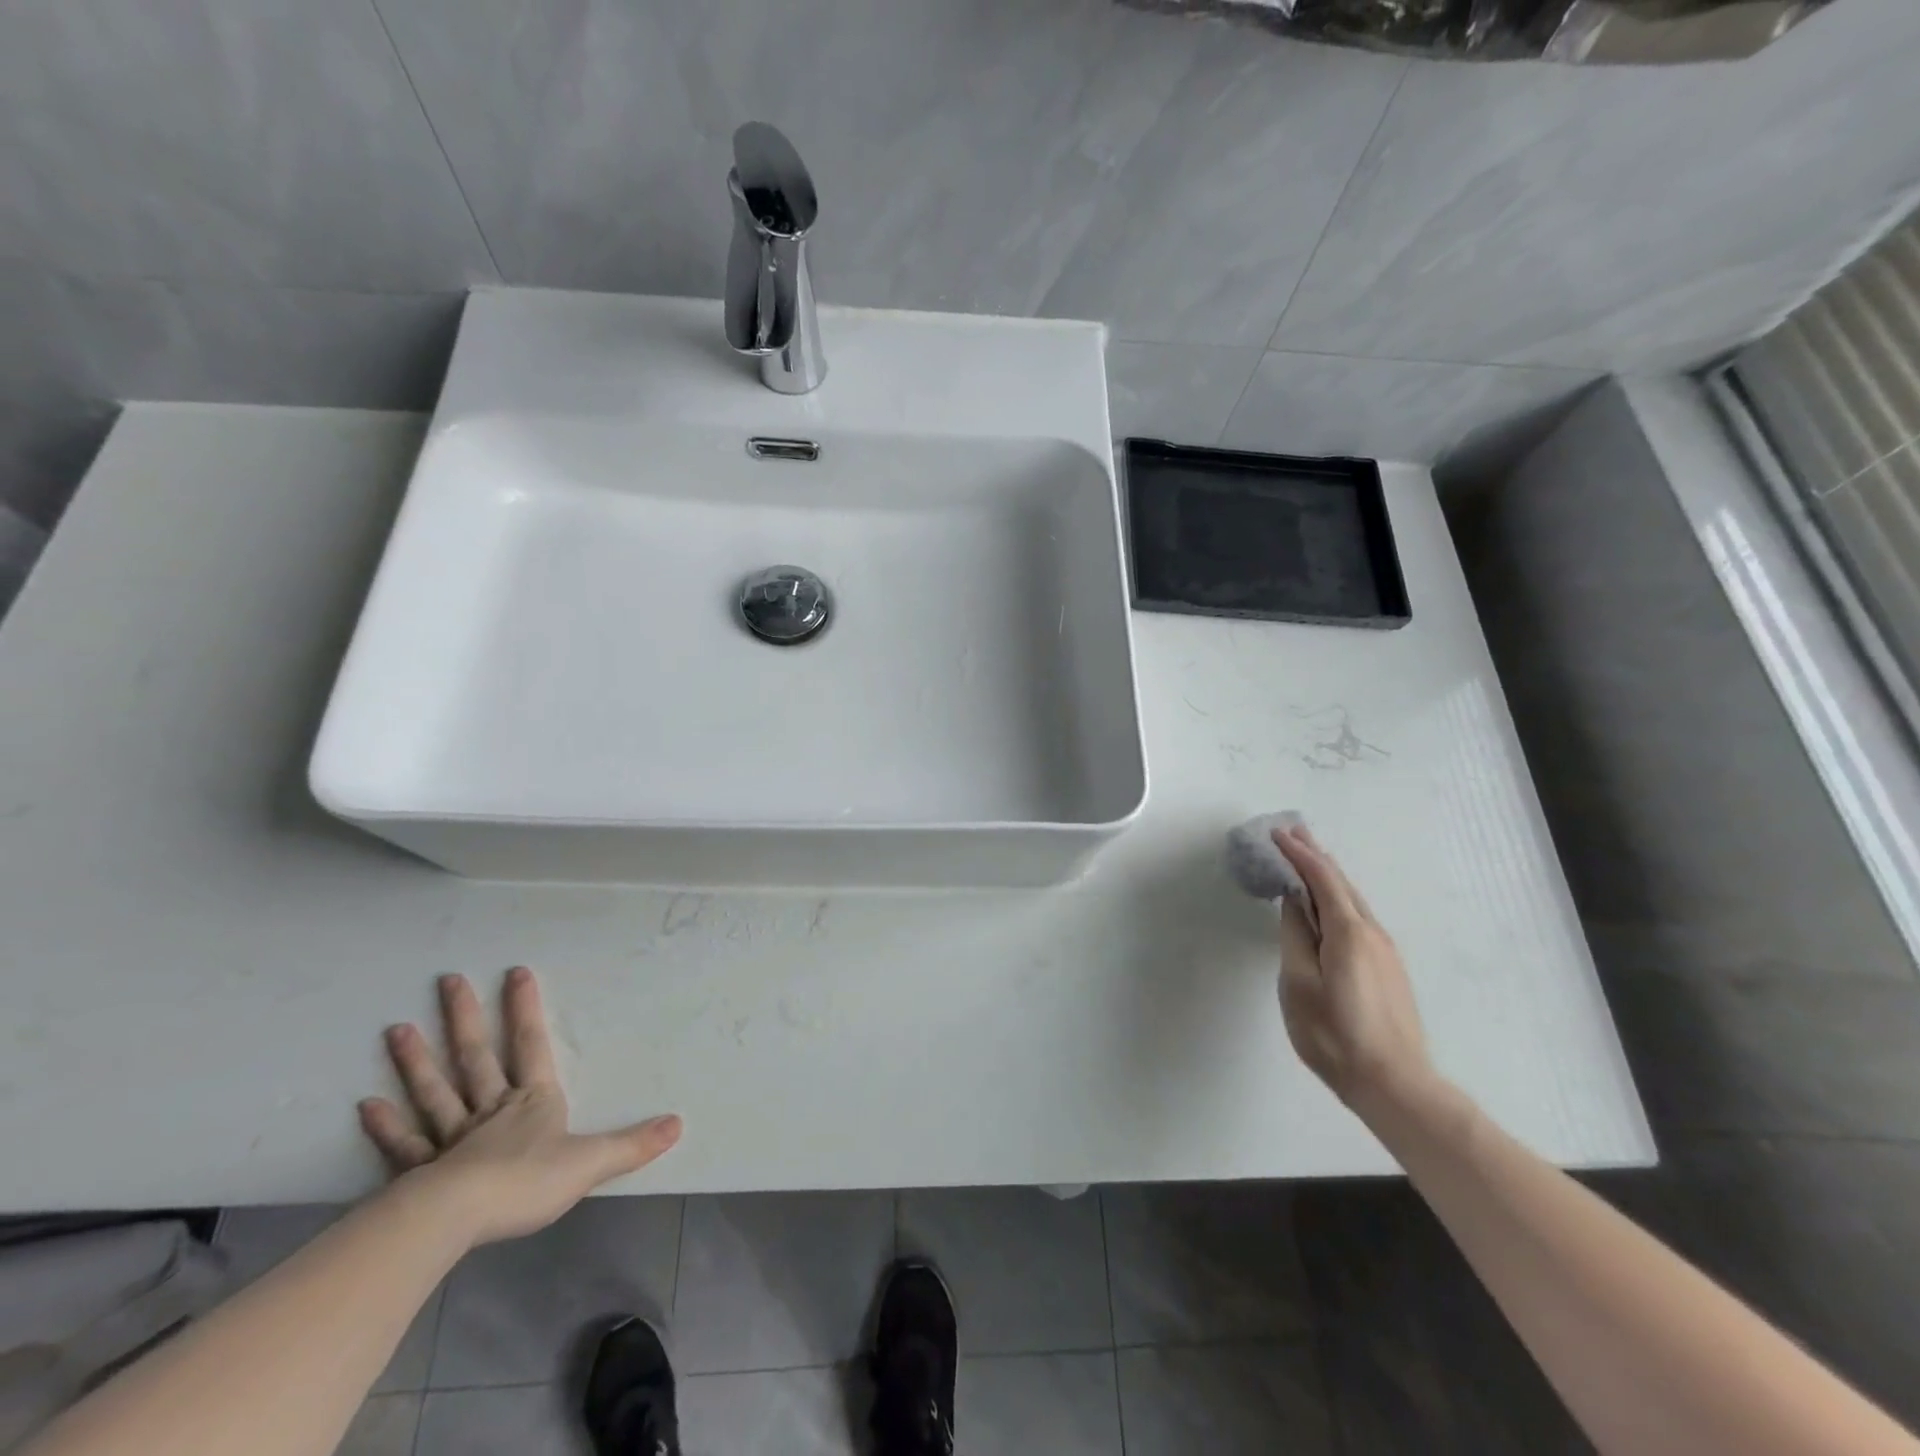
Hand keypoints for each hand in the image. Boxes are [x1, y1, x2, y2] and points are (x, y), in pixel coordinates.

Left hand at [359, 967, 681, 1247]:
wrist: (456, 1219)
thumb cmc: (526, 1182)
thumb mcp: (591, 1162)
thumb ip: (633, 1144)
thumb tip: (678, 1123)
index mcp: (531, 1103)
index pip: (530, 1046)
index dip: (524, 1009)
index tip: (515, 972)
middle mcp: (490, 1110)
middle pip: (475, 1058)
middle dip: (464, 1018)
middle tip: (448, 981)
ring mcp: (451, 1140)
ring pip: (435, 1092)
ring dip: (416, 1061)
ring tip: (396, 1029)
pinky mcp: (420, 1173)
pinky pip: (403, 1145)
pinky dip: (386, 1125)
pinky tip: (368, 1105)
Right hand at [1272, 826, 1434, 1115]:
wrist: (1395, 1084)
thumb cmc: (1335, 1034)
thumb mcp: (1298, 984)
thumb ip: (1294, 936)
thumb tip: (1293, 902)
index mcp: (1349, 932)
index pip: (1322, 878)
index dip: (1299, 853)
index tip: (1276, 834)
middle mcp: (1372, 932)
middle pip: (1342, 883)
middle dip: (1316, 855)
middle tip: (1292, 832)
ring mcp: (1384, 951)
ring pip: (1352, 899)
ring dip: (1327, 875)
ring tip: (1306, 858)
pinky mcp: (1387, 968)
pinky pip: (1357, 917)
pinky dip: (1337, 897)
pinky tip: (1326, 903)